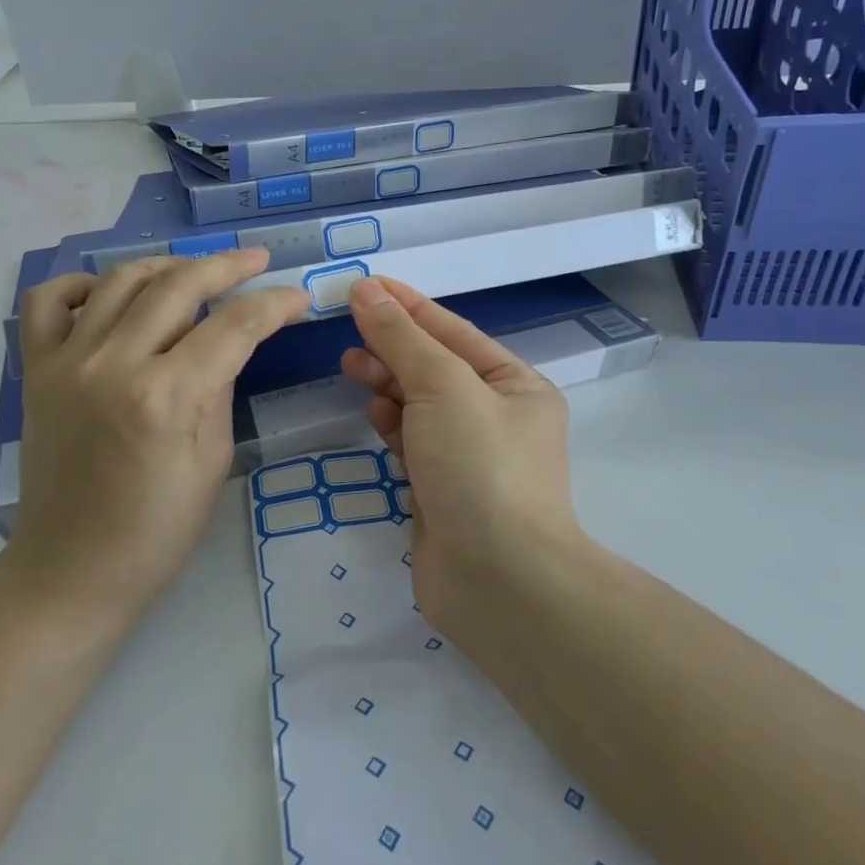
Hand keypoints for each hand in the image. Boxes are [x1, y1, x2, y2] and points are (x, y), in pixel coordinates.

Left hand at [11, 249, 307, 622]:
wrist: (70, 571)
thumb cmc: (156, 531)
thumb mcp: (212, 462)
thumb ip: (220, 387)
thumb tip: (229, 340)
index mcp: (166, 397)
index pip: (233, 326)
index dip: (273, 305)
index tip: (297, 297)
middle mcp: (113, 364)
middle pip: (178, 285)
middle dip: (227, 265)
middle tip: (257, 261)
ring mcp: (66, 362)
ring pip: (120, 279)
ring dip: (166, 265)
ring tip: (195, 272)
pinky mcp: (35, 370)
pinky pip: (48, 301)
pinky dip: (82, 284)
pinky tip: (109, 295)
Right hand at [340, 277, 586, 629]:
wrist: (497, 580)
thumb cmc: (479, 466)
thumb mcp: (443, 386)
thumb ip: (402, 337)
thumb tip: (367, 290)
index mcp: (516, 385)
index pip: (454, 332)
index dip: (408, 306)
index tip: (365, 285)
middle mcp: (498, 418)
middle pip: (436, 367)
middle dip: (393, 346)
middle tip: (348, 331)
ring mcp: (470, 458)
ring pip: (421, 406)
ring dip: (389, 384)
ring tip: (351, 366)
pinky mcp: (443, 491)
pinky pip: (413, 444)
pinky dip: (394, 427)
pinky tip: (375, 416)